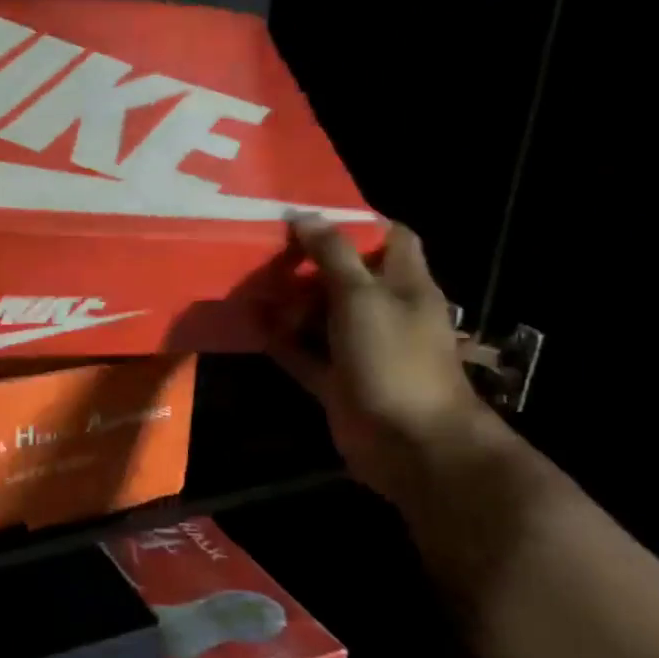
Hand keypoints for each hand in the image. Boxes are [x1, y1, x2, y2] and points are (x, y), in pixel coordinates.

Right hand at [270, 218, 490, 501]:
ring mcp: (359, 349)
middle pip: (346, 277)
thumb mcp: (363, 296)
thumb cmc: (393, 358)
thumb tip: (305, 216)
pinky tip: (252, 325)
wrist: (409, 442)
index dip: (356, 222)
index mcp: (405, 285)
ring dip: (290, 303)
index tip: (311, 215)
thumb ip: (333, 255)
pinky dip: (281, 341)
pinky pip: (304, 354)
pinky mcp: (337, 381)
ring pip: (321, 317)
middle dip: (310, 263)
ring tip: (250, 282)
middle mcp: (384, 313)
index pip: (389, 238)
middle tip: (266, 247)